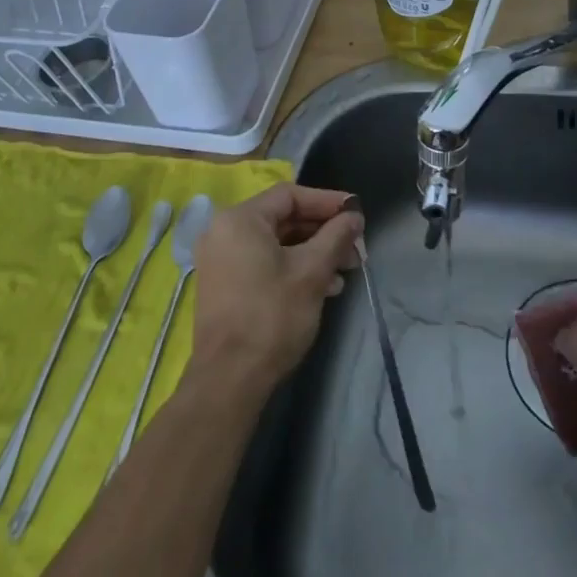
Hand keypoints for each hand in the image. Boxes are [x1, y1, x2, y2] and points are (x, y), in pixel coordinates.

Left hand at [190, 183, 363, 394]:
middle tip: (354, 247)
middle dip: (323, 232)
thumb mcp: (312, 272)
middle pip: (283, 218)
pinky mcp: (224, 285)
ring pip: (276, 243)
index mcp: (240, 219)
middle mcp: (224, 232)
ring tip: (344, 272)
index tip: (356, 213)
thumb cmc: (271, 317)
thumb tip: (354, 216)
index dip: (327, 201)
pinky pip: (264, 262)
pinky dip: (293, 267)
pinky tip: (323, 288)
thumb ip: (336, 236)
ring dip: (312, 252)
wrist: (229, 380)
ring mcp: (221, 260)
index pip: (290, 195)